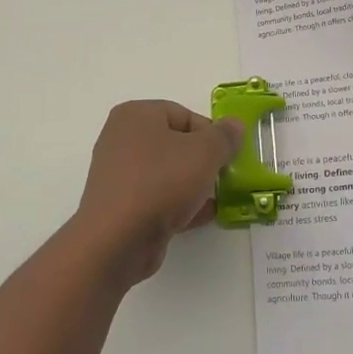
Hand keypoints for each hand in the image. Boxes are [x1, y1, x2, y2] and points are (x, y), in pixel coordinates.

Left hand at [74, 101, 243, 283]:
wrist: (118, 240)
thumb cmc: (161, 183)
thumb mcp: (204, 153)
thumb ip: (224, 136)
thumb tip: (234, 125)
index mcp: (136, 115)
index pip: (183, 114)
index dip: (210, 133)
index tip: (227, 155)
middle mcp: (121, 139)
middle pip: (174, 143)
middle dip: (202, 160)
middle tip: (222, 176)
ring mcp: (118, 174)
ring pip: (166, 172)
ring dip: (192, 184)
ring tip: (214, 198)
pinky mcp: (120, 206)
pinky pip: (156, 197)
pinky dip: (178, 204)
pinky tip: (200, 216)